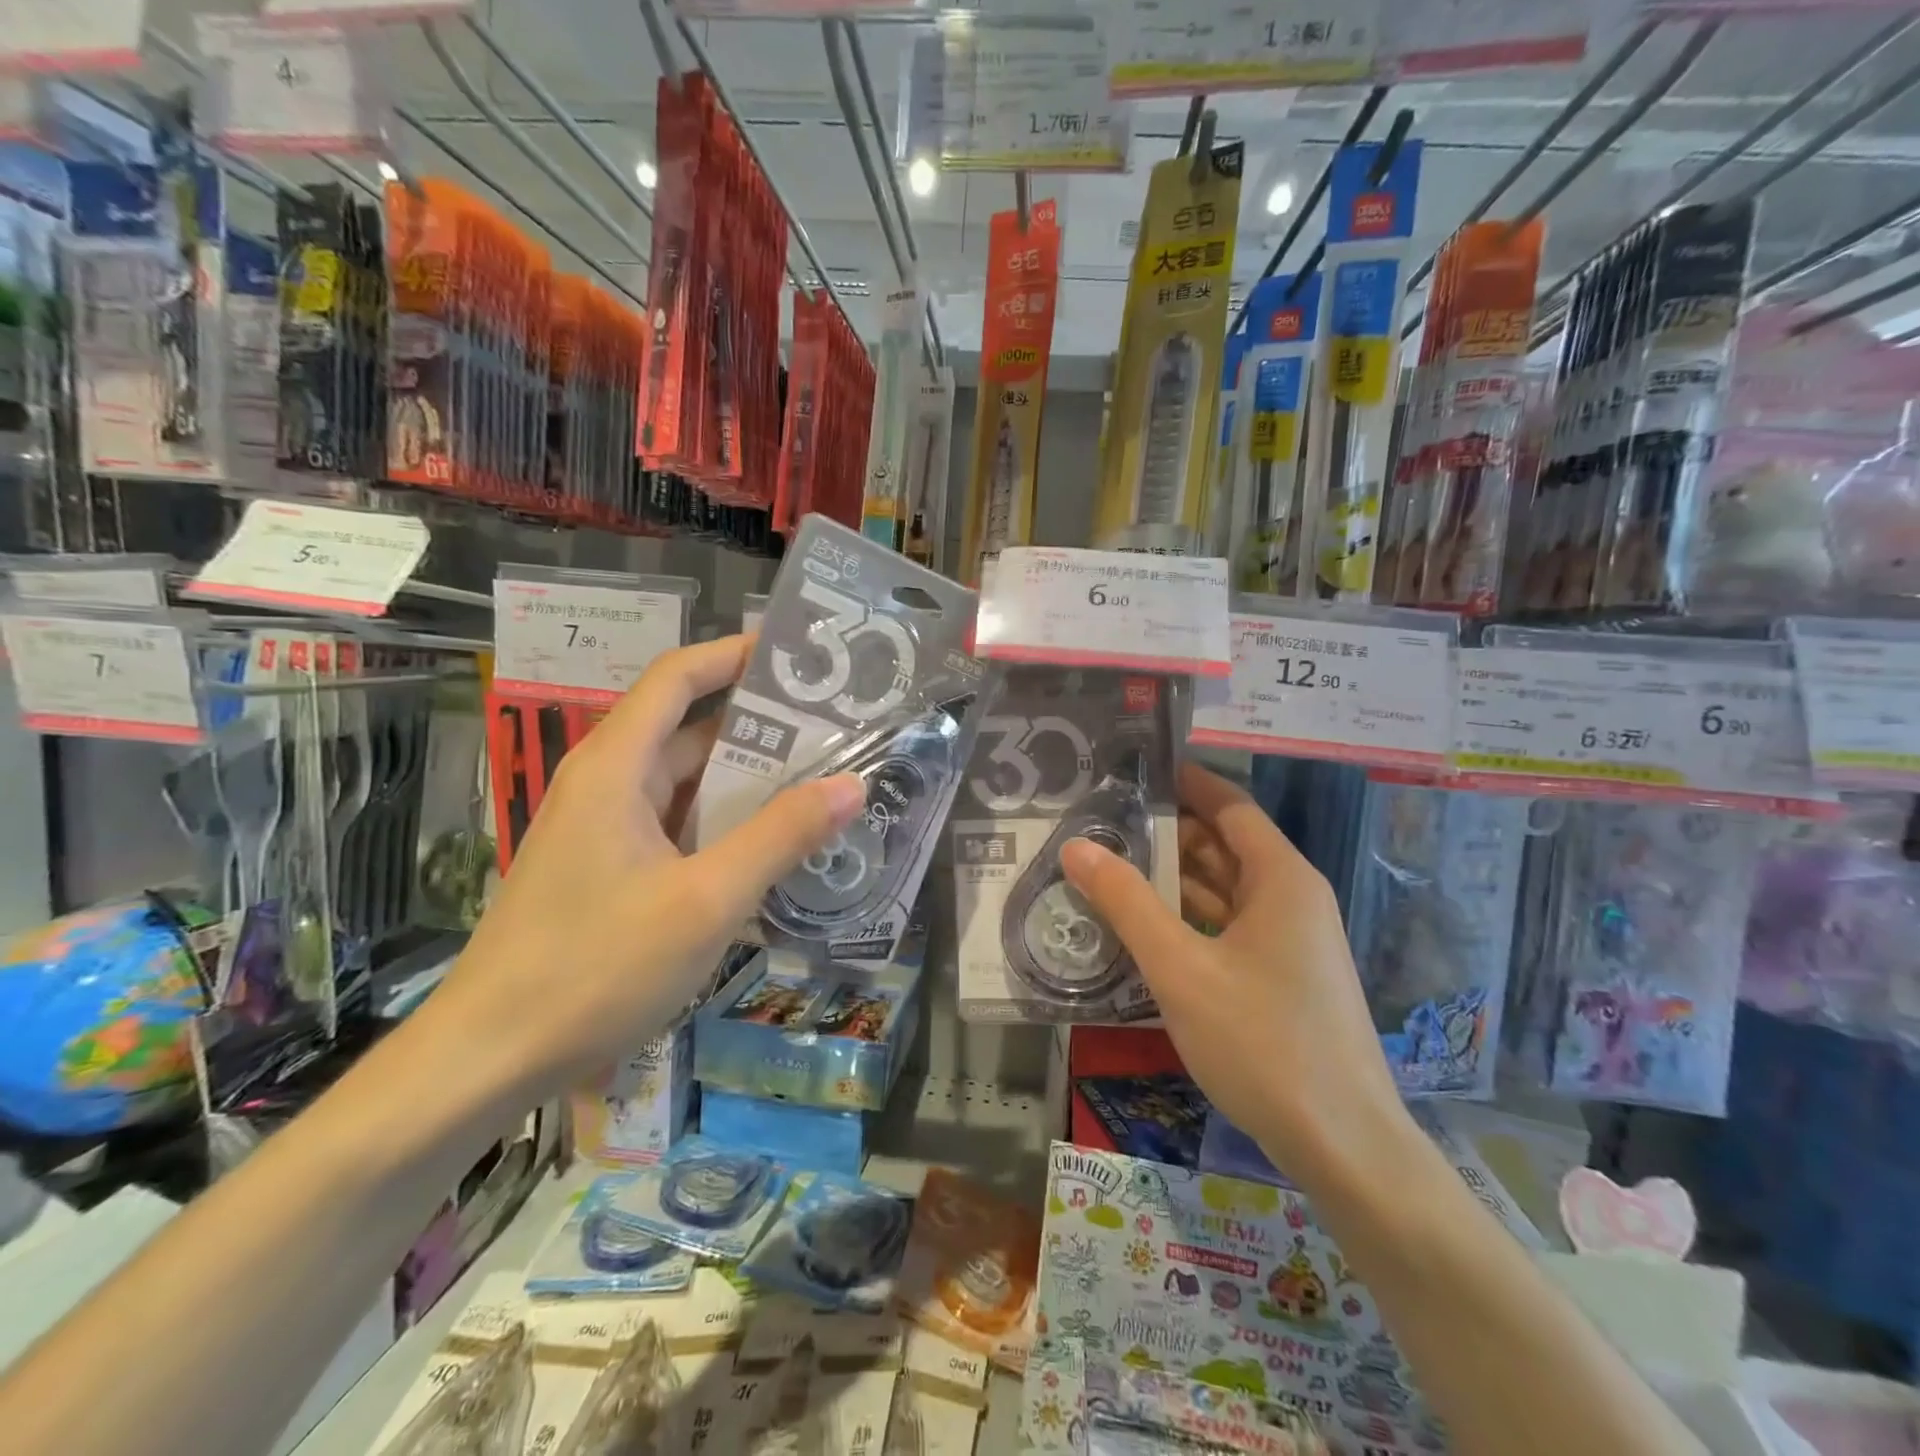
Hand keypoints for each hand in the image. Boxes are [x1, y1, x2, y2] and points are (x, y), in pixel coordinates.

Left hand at [432, 637, 863, 1098]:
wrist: (490, 1058)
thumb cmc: (594, 967)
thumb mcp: (705, 900)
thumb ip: (780, 836)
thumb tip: (851, 785)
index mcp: (617, 767)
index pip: (678, 678)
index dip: (734, 654)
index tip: (797, 655)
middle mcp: (609, 783)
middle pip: (691, 728)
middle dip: (762, 723)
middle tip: (837, 726)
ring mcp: (608, 829)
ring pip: (689, 782)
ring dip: (750, 779)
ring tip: (824, 777)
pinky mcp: (612, 868)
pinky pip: (680, 825)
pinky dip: (728, 823)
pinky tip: (776, 842)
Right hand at [1060, 763, 1407, 1176]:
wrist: (1344, 1146)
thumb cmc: (1263, 1042)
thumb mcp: (1180, 968)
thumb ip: (1126, 903)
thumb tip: (1076, 846)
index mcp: (1281, 878)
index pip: (1230, 806)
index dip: (1185, 782)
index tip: (1133, 769)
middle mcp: (1290, 899)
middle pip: (1223, 846)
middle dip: (1167, 831)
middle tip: (1102, 821)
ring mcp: (1288, 941)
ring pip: (1223, 890)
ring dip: (1171, 878)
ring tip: (1108, 865)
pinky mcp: (1280, 978)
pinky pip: (1226, 927)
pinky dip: (1186, 918)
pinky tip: (1141, 926)